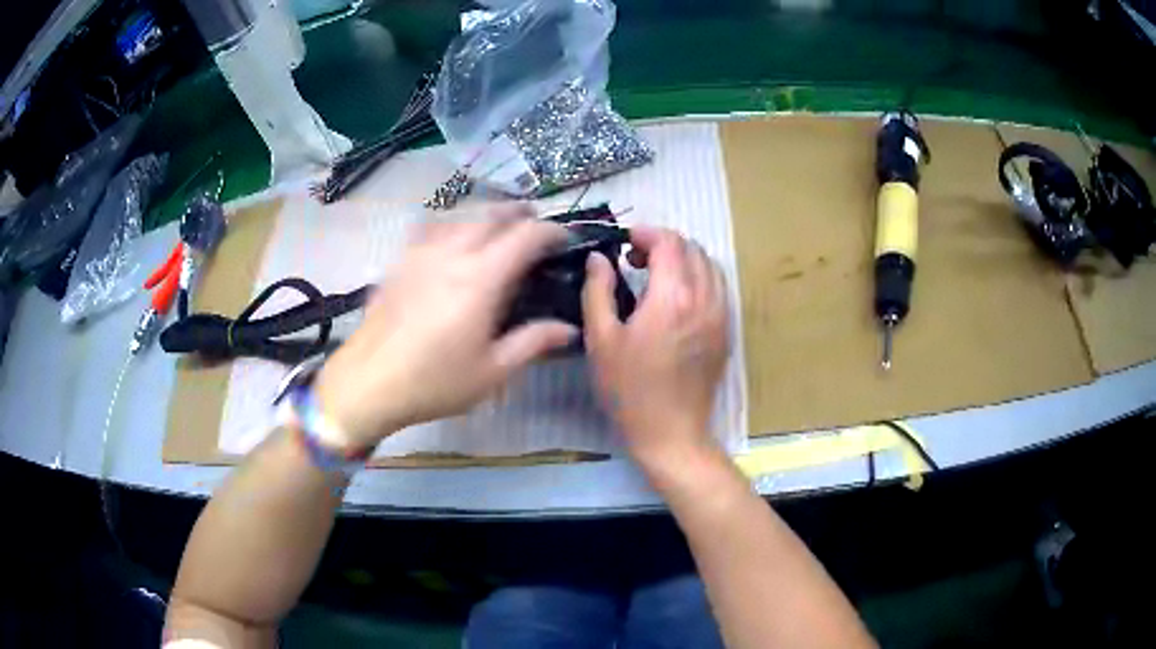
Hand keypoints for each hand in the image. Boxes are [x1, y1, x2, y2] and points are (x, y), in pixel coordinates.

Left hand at [315, 204, 577, 448]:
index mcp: (481, 278)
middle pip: (491, 215)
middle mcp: (452, 254)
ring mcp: (420, 253)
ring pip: (460, 216)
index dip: (550, 231)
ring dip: (487, 215)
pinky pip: (432, 228)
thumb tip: (569, 329)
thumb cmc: (434, 382)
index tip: (564, 240)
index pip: (525, 236)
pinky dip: (453, 224)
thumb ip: (532, 343)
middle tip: (536, 226)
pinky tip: (452, 240)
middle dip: (520, 214)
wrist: (368, 383)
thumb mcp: (492, 371)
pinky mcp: (399, 262)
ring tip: (499, 228)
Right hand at [581, 226, 730, 477]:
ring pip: (709, 266)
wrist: (671, 433)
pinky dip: (698, 278)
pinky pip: (718, 287)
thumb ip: (598, 291)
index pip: (669, 242)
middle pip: (692, 248)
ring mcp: (721, 315)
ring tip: (656, 277)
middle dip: (664, 244)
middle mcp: (705, 298)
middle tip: (635, 261)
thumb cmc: (630, 391)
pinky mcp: (726, 331)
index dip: (646, 233)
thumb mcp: (601, 340)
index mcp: (673, 296)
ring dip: (683, 260)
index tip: (625, 243)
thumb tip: (598, 259)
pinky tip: (677, 298)